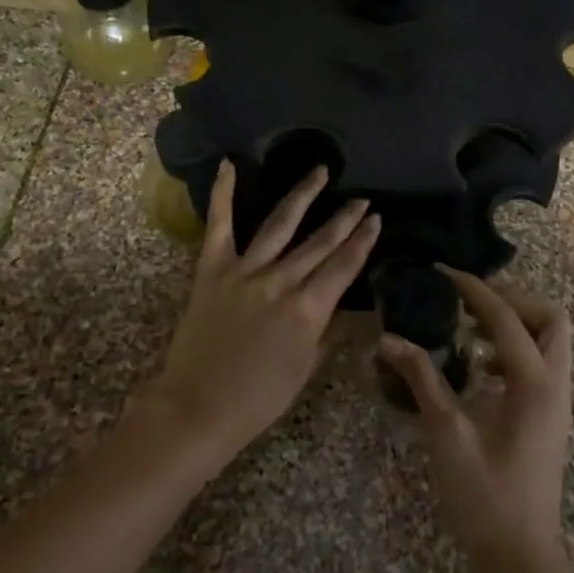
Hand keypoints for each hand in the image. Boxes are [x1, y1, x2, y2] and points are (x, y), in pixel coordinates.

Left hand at [144, 160, 380, 463]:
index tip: (376, 220)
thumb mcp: (305, 369)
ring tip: (320, 172)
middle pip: (320, 242)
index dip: (363, 242)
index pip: (344, 267)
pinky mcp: (212, 270)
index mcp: (308, 310)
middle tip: (361, 199)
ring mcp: (245, 272)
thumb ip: (325, 331)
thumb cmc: (258, 399)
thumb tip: (337, 304)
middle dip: (344, 219)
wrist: (198, 407)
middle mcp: (281, 282)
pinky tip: (229, 165)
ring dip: (303, 195)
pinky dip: (223, 194)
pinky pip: (219, 226)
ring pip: (280, 225)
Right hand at [380, 271, 573, 572]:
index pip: (507, 318)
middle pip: (551, 318)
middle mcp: (556, 385)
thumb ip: (422, 379)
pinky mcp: (550, 418)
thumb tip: (388, 340)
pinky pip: (542, 365)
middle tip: (469, 303)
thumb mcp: (447, 433)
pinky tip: (478, 370)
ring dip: (516, 325)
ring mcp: (558, 403)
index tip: (445, 273)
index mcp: (534, 383)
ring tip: (469, 329)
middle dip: (513, 300)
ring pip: (551, 341)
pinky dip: (515, 352)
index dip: (475, 290)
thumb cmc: (484, 497)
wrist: (521, 557)